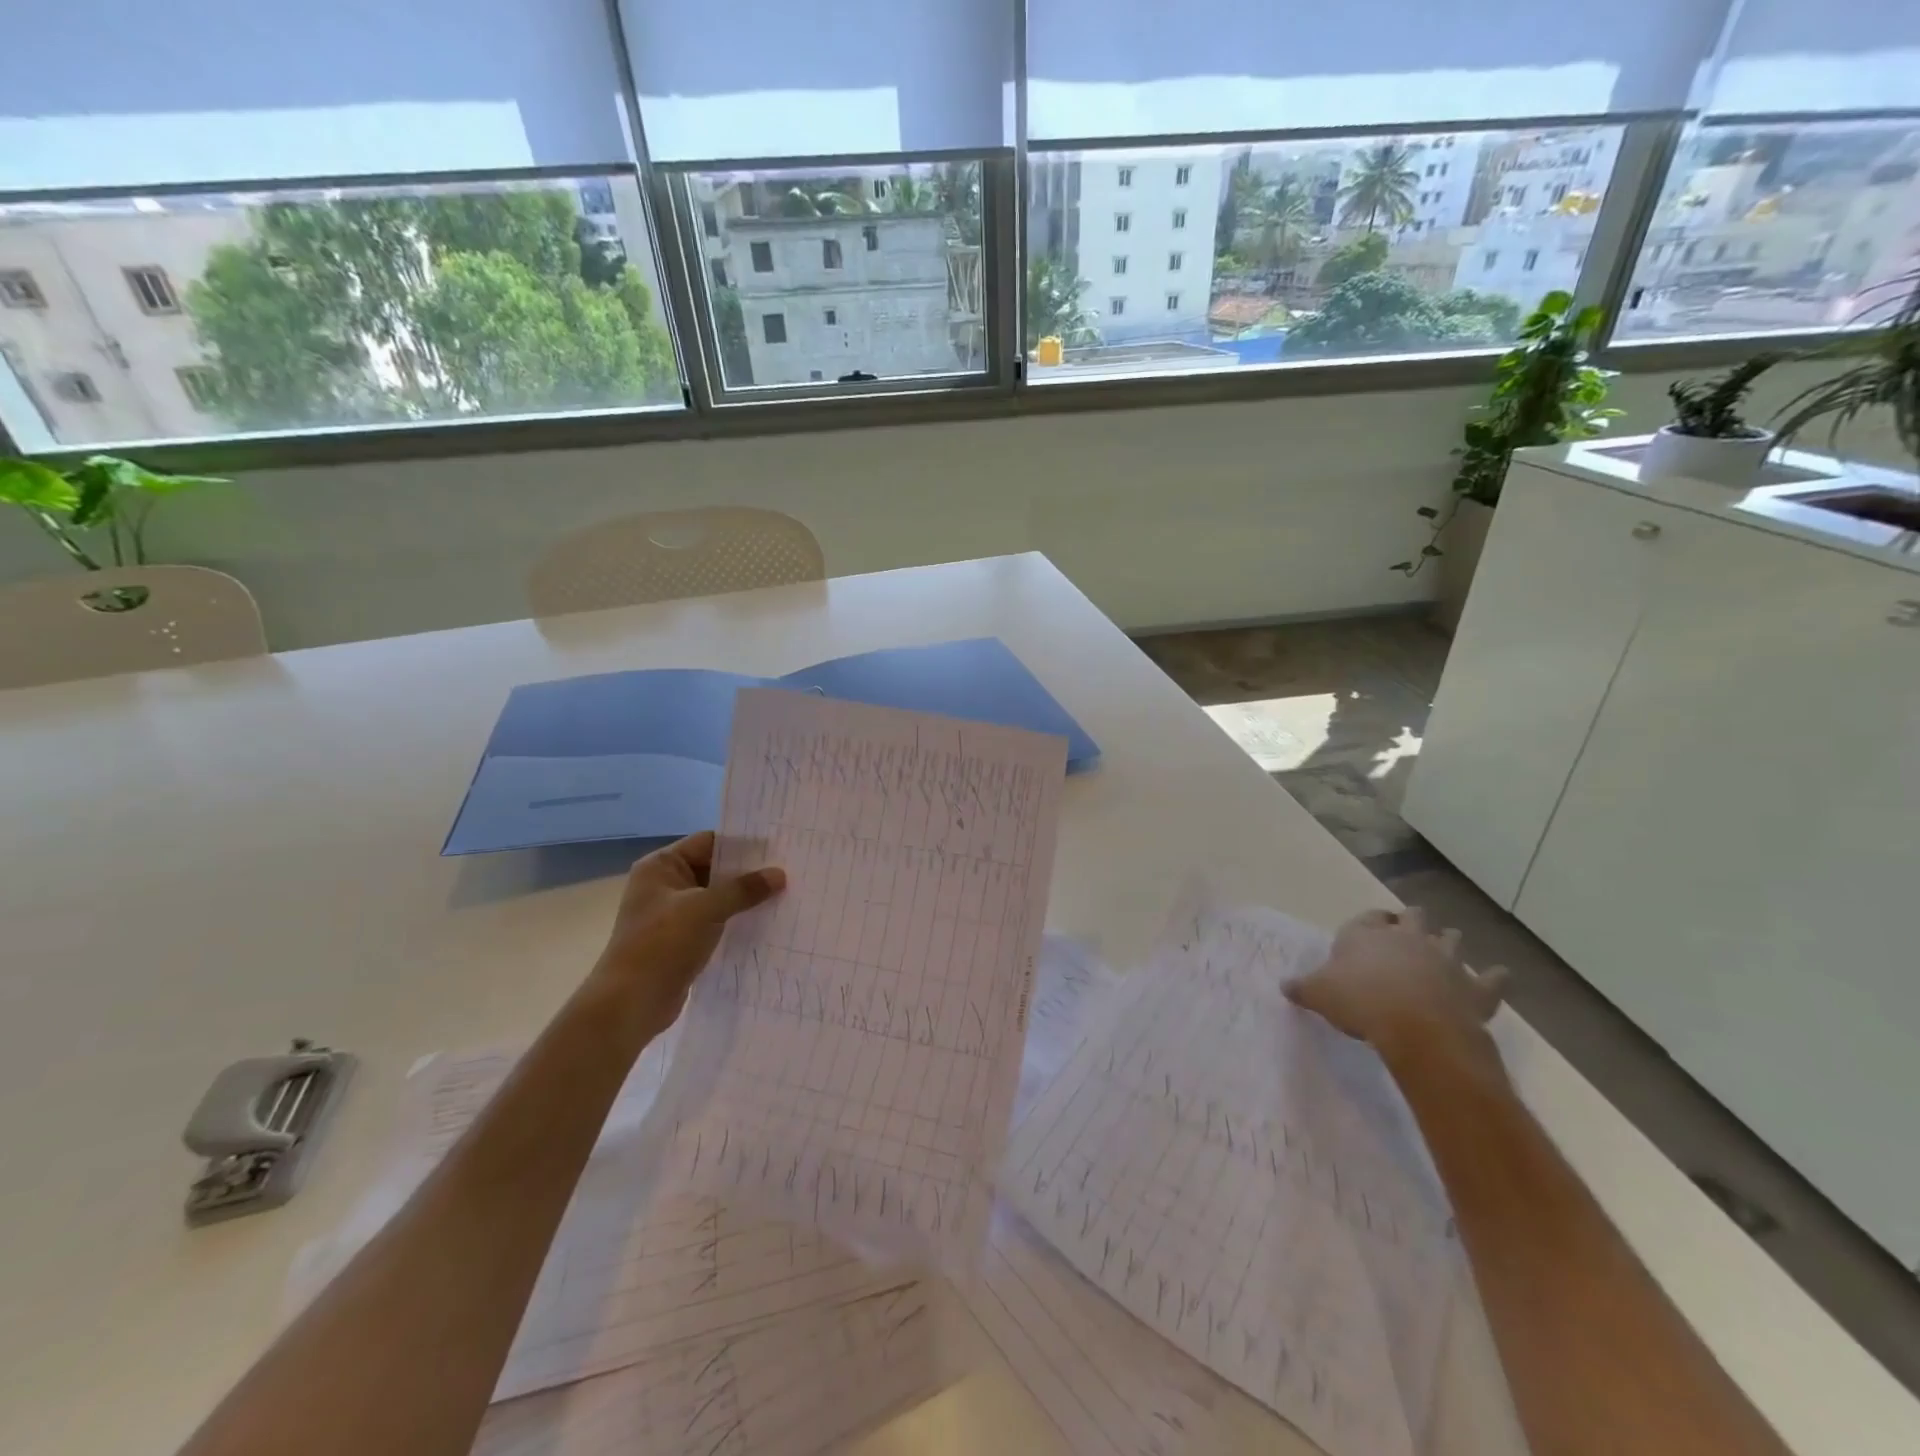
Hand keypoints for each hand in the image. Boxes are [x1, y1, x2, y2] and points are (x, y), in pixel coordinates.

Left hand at [591, 831, 785, 1032]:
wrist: (630, 1004)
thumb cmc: (662, 945)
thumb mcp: (706, 909)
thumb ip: (743, 889)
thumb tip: (780, 874)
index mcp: (661, 866)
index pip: (708, 842)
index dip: (742, 843)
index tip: (778, 846)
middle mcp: (665, 884)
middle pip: (714, 868)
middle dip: (748, 872)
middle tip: (788, 869)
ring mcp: (672, 913)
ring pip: (717, 896)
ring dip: (744, 898)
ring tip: (784, 894)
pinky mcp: (681, 940)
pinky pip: (715, 921)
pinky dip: (736, 920)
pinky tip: (765, 921)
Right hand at [1286, 907, 1508, 1069]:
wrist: (1416, 1029)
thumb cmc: (1359, 1002)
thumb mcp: (1317, 995)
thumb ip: (1301, 987)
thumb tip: (1284, 985)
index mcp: (1367, 934)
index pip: (1369, 917)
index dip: (1370, 923)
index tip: (1368, 932)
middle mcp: (1407, 938)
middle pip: (1414, 916)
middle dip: (1412, 922)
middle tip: (1407, 935)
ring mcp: (1445, 959)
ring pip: (1451, 938)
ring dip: (1448, 942)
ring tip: (1445, 950)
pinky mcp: (1475, 988)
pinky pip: (1491, 978)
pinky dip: (1494, 978)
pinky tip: (1497, 976)